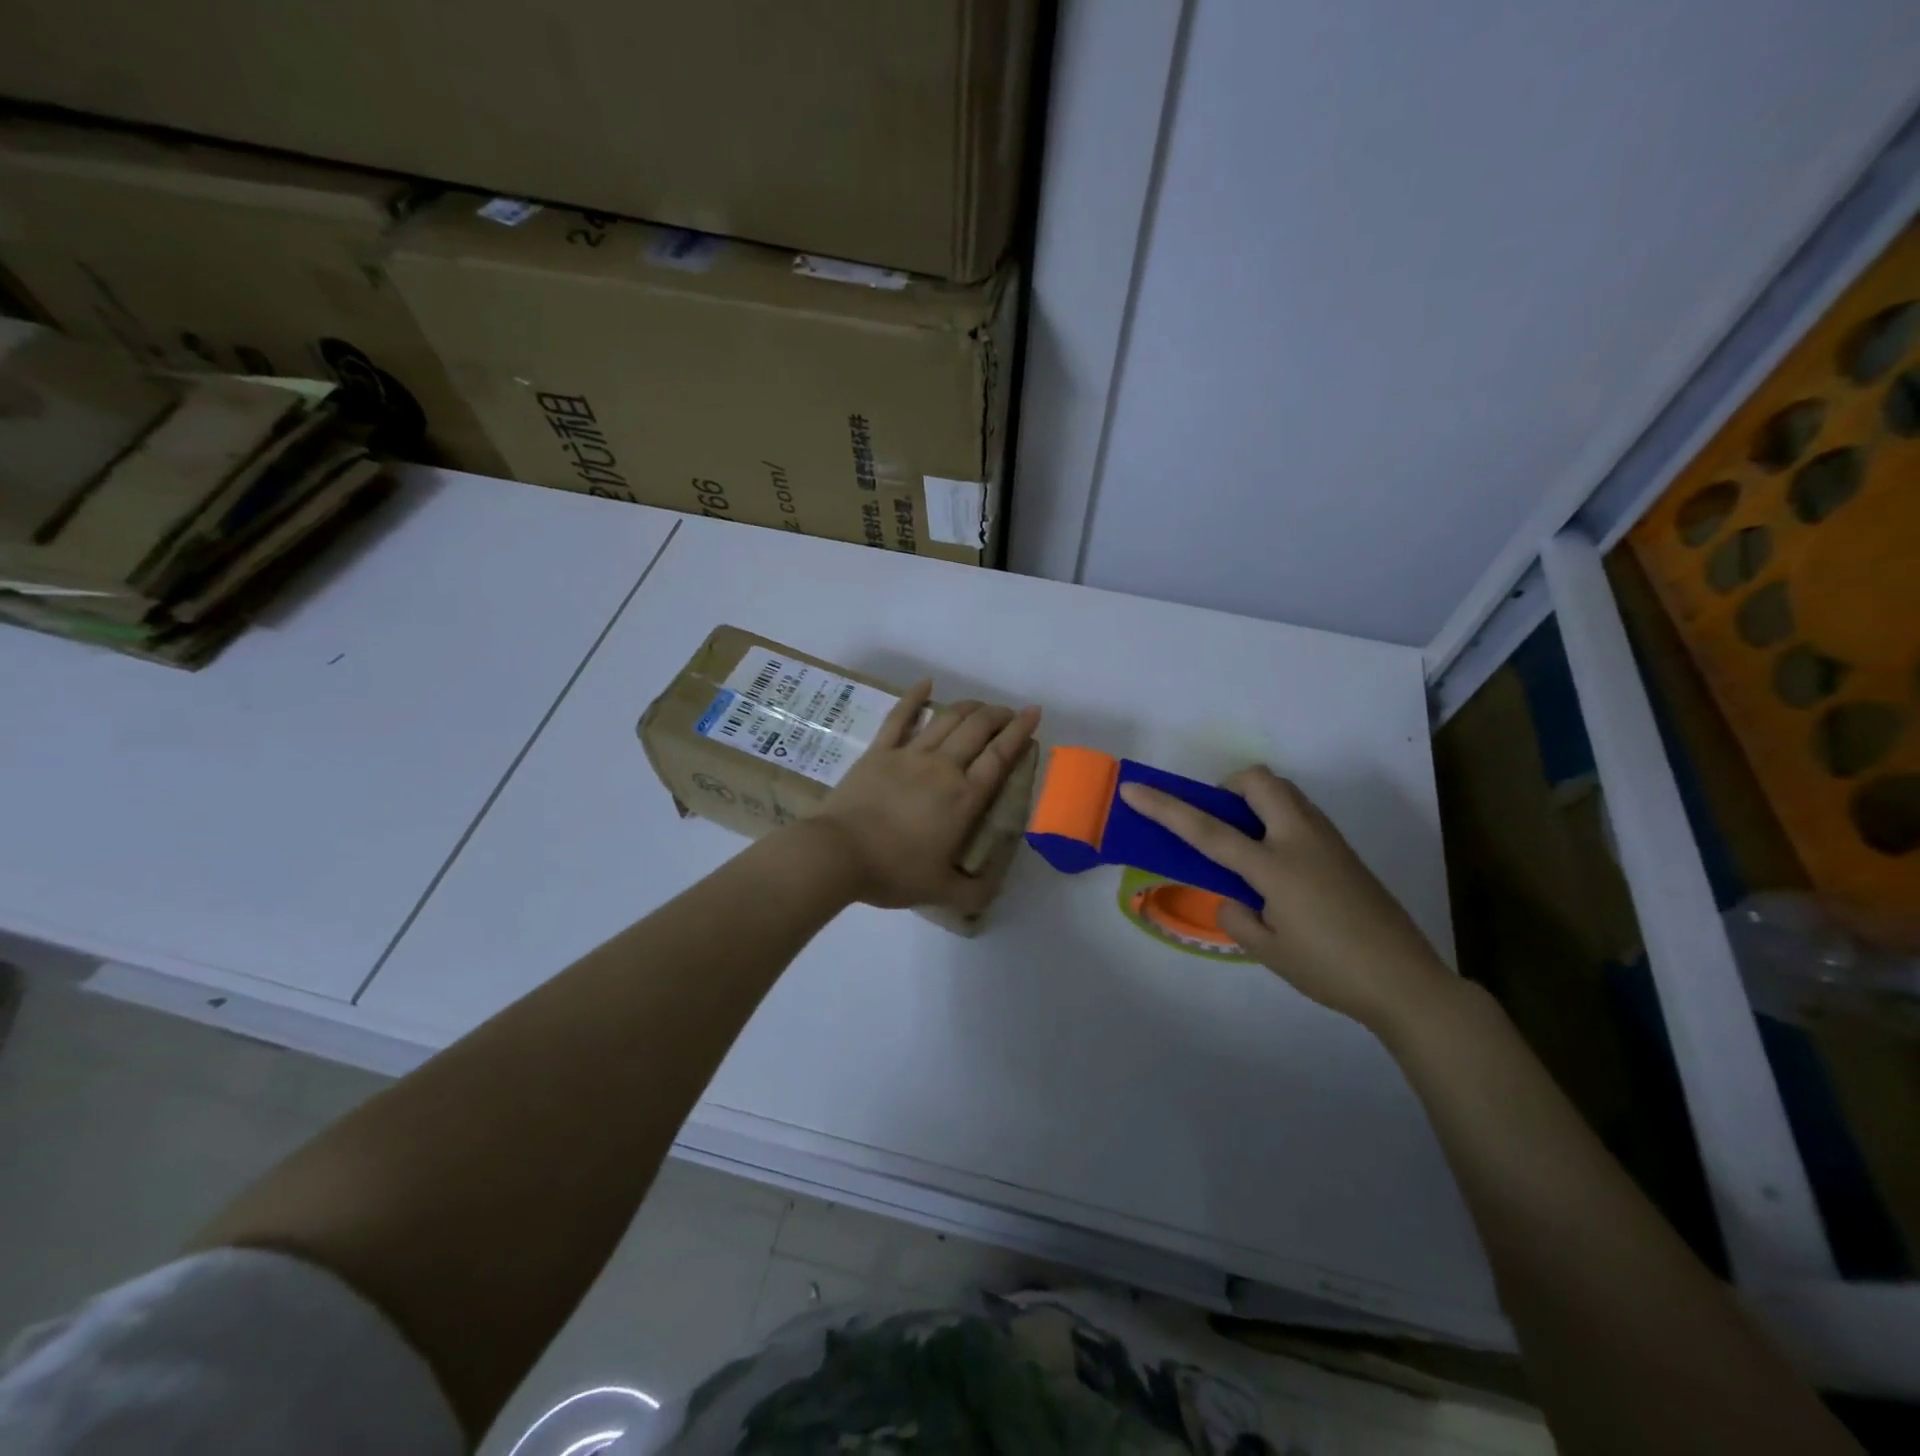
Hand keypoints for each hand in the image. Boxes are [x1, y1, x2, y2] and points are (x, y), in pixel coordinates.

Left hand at [808, 680, 1040, 912]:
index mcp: (964, 797)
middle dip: (998, 715)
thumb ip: (974, 892)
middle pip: (977, 729)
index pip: (1000, 756)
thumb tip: (994, 889)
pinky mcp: (879, 751)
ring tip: (980, 705)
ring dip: (968, 707)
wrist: (838, 854)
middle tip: (1008, 713)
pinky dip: (914, 696)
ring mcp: (909, 754)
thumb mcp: (942, 891)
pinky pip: (900, 717)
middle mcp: (943, 767)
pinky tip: (926, 682)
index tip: (1033, 713)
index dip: (1020, 732)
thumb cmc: (893, 871)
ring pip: (946, 718)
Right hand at [1118, 766, 1454, 1034]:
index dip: (1165, 808)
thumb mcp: (1269, 951)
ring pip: (1285, 793)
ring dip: (1256, 800)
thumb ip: (1237, 916)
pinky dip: (1278, 819)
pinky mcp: (1345, 851)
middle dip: (1229, 787)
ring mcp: (1328, 841)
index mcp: (1274, 867)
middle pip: (1259, 782)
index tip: (1133, 789)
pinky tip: (1280, 865)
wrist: (1406, 981)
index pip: (1207, 830)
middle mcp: (1300, 840)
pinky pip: (1302, 814)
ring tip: (1247, 845)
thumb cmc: (1331, 969)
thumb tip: (1233, 898)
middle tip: (1220, 821)